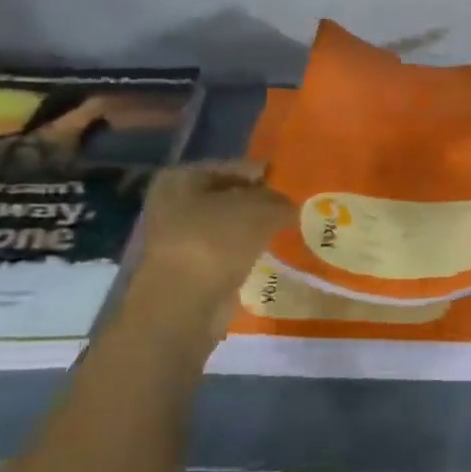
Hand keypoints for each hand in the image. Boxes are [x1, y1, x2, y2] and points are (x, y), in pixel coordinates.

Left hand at [128, 161, 294, 327]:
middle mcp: (173, 204)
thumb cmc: (215, 242)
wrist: (183, 305)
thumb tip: (289, 206)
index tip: (295, 184)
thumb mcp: (259, 210)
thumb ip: (278, 201)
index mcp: (181, 178)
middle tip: (296, 208)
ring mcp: (179, 239)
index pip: (234, 167)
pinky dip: (246, 254)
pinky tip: (271, 256)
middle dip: (261, 204)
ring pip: (229, 227)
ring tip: (289, 231)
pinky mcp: (190, 270)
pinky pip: (227, 253)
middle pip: (230, 197)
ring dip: (255, 230)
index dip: (266, 174)